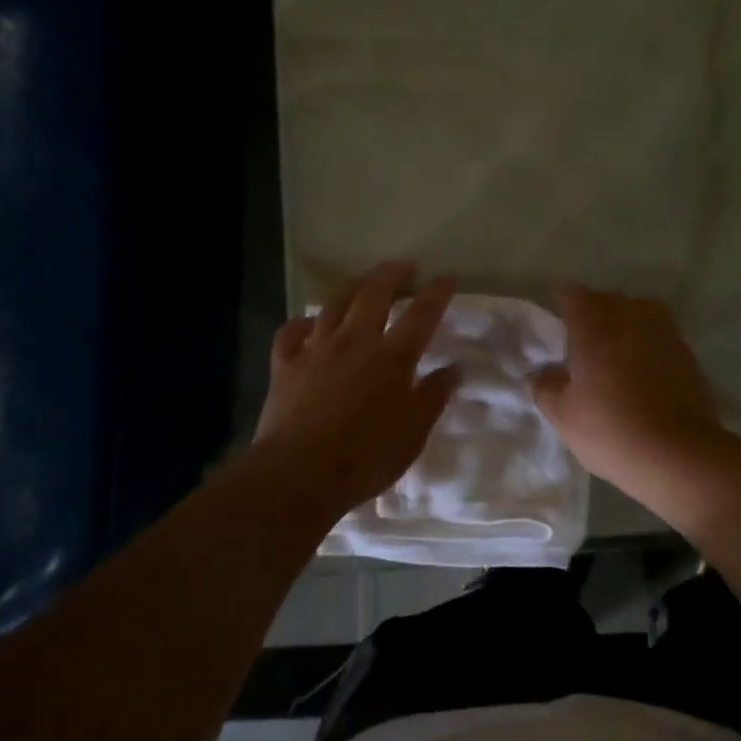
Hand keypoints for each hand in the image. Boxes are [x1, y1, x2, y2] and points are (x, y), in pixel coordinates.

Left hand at [252, 263, 460, 518]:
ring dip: (352, 286)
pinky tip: (308, 324)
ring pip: (334, 303)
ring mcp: (316, 349)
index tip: (448, 277)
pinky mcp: (285, 365)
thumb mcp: (413, 433)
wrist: (299, 474)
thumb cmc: (366, 457)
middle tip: (404, 267)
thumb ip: (434, 396)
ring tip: (363, 281)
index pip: (422, 314)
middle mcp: (355, 341)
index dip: (437, 292)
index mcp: (392, 357)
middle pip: (374, 294)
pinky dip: (302, 323)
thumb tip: (454, 369)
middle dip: (392, 275)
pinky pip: (292, 332)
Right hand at [532, 287, 722, 498]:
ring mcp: (664, 333)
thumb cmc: (611, 430)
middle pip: (608, 298)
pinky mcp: (687, 353)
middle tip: (582, 337)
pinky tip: (642, 367)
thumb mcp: (564, 416)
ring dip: (625, 320)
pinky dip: (648, 341)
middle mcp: (630, 319)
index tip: (557, 319)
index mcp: (594, 328)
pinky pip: (661, 333)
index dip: (563, 303)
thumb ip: (546, 388)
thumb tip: (541, 374)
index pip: (574, 296)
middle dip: (594, 310)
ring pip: (640, 310)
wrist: (679, 454)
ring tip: (616, 347)